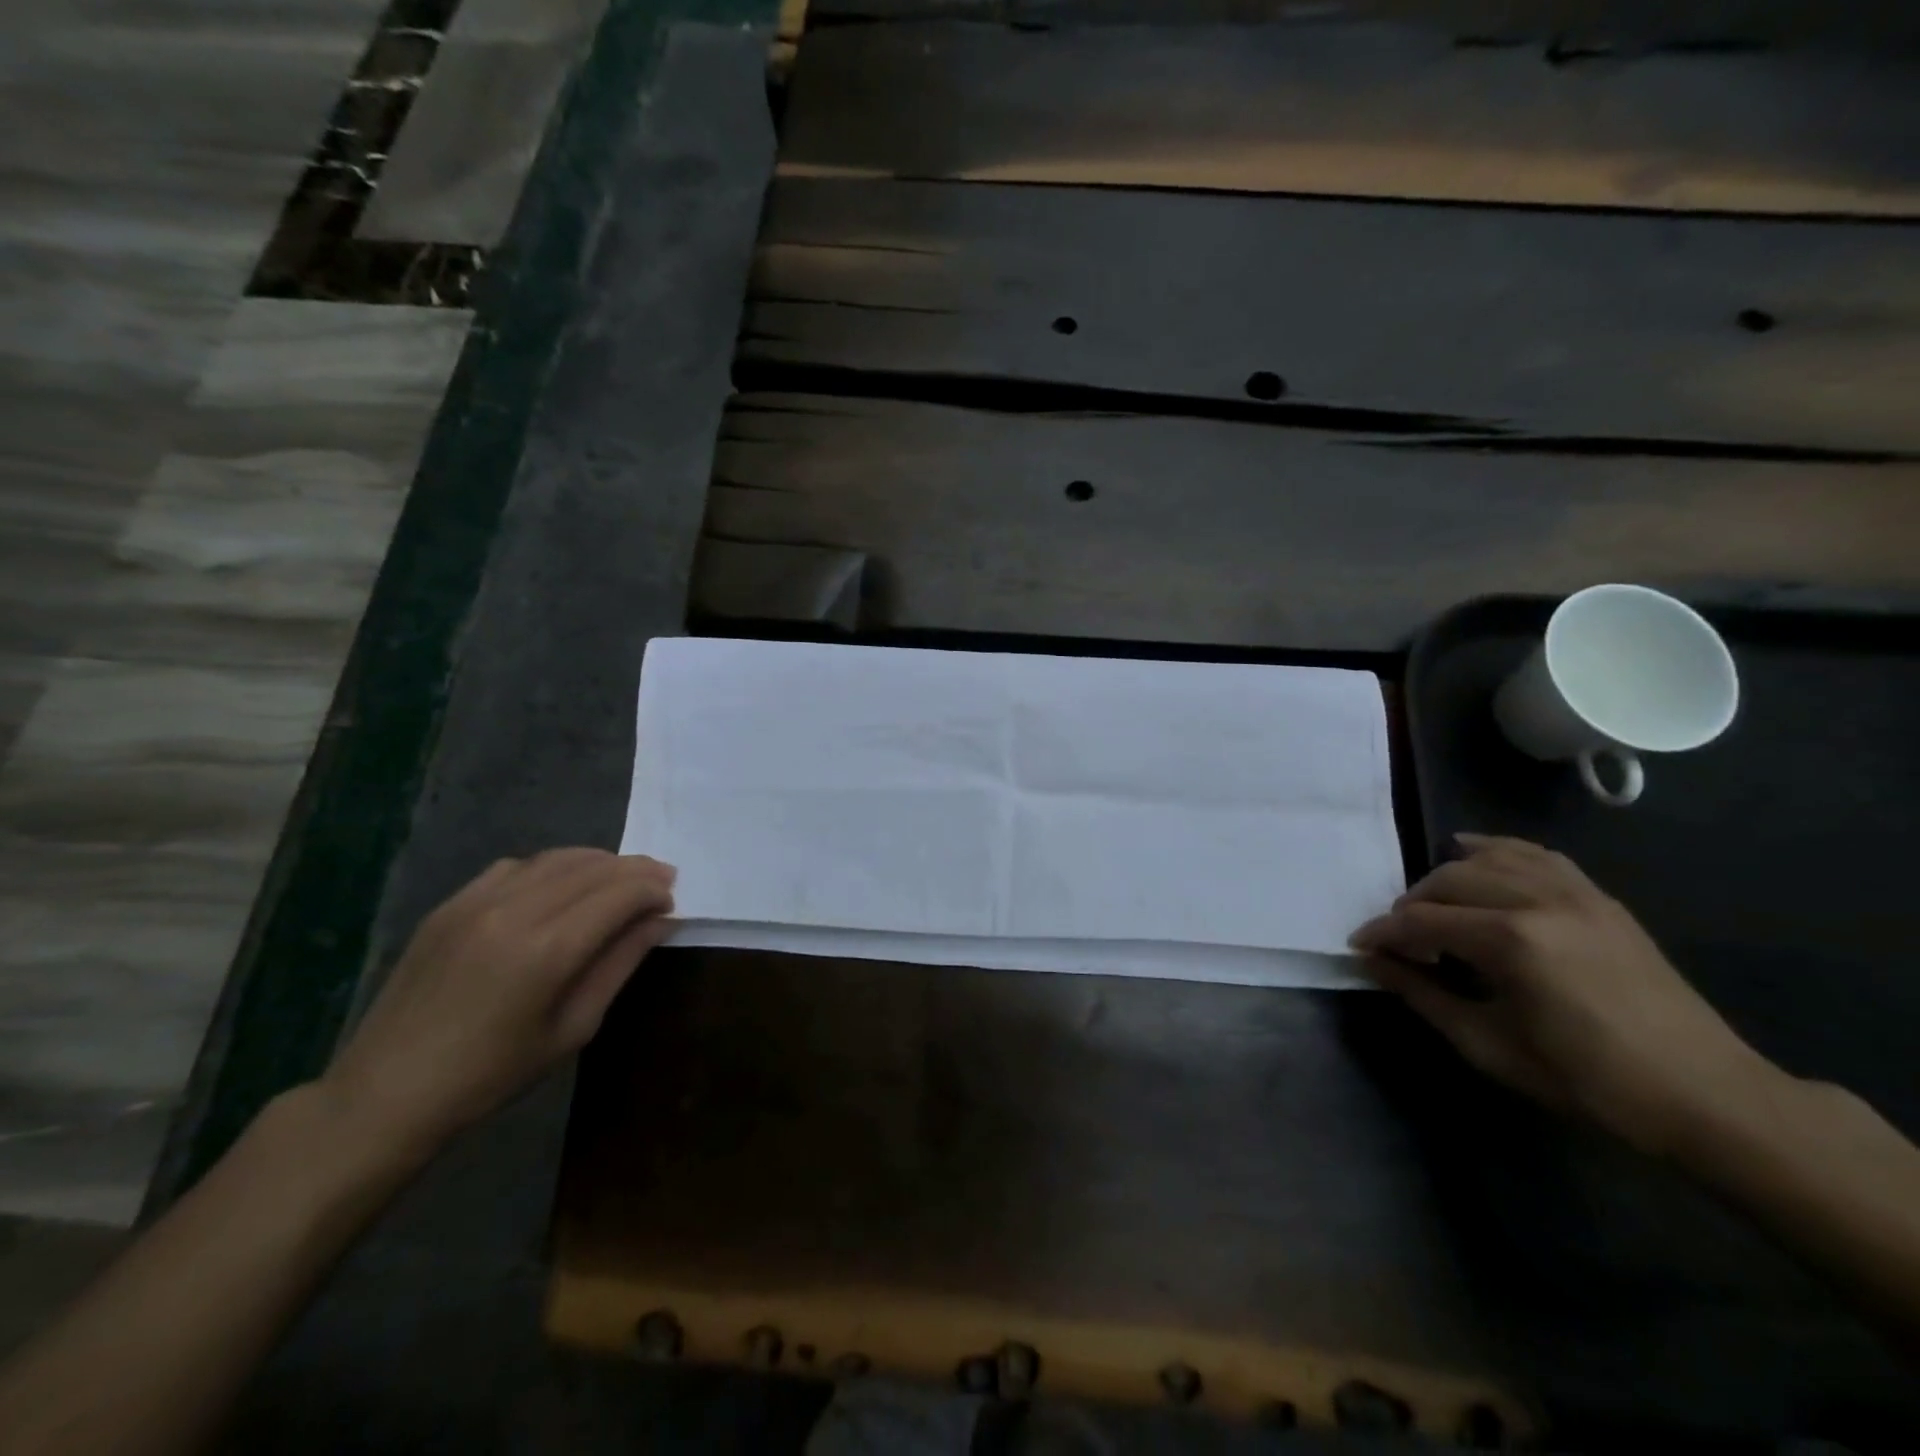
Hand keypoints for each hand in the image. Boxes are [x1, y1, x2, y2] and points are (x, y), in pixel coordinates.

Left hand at [321, 849, 676, 1158]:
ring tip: (620, 879)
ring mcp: (475, 902)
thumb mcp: (572, 1029)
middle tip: (662, 882)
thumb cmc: (491, 1075)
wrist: (385, 1093)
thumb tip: (659, 921)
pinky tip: (561, 887)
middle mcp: (514, 911)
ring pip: (556, 858)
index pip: (621, 893)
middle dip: (636, 870)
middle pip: (594, 868)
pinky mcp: (450, 905)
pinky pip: (515, 866)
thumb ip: (619, 964)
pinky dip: (552, 867)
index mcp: (547, 950)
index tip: (672, 902)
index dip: (654, 890)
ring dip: (599, 863)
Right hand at [1350, 834, 1776, 1156]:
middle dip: (1410, 906)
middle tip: (1400, 940)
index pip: (1421, 921)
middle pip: (1448, 881)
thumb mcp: (1489, 1045)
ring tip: (1433, 904)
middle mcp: (1538, 901)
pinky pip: (1536, 855)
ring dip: (1448, 876)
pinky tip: (1476, 853)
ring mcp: (1575, 893)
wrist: (1704, 1095)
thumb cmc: (1587, 1079)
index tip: (1359, 945)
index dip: (1382, 932)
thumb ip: (1422, 994)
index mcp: (1511, 941)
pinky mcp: (1600, 899)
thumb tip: (1373, 961)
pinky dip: (1498, 850)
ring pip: (1488, 858)